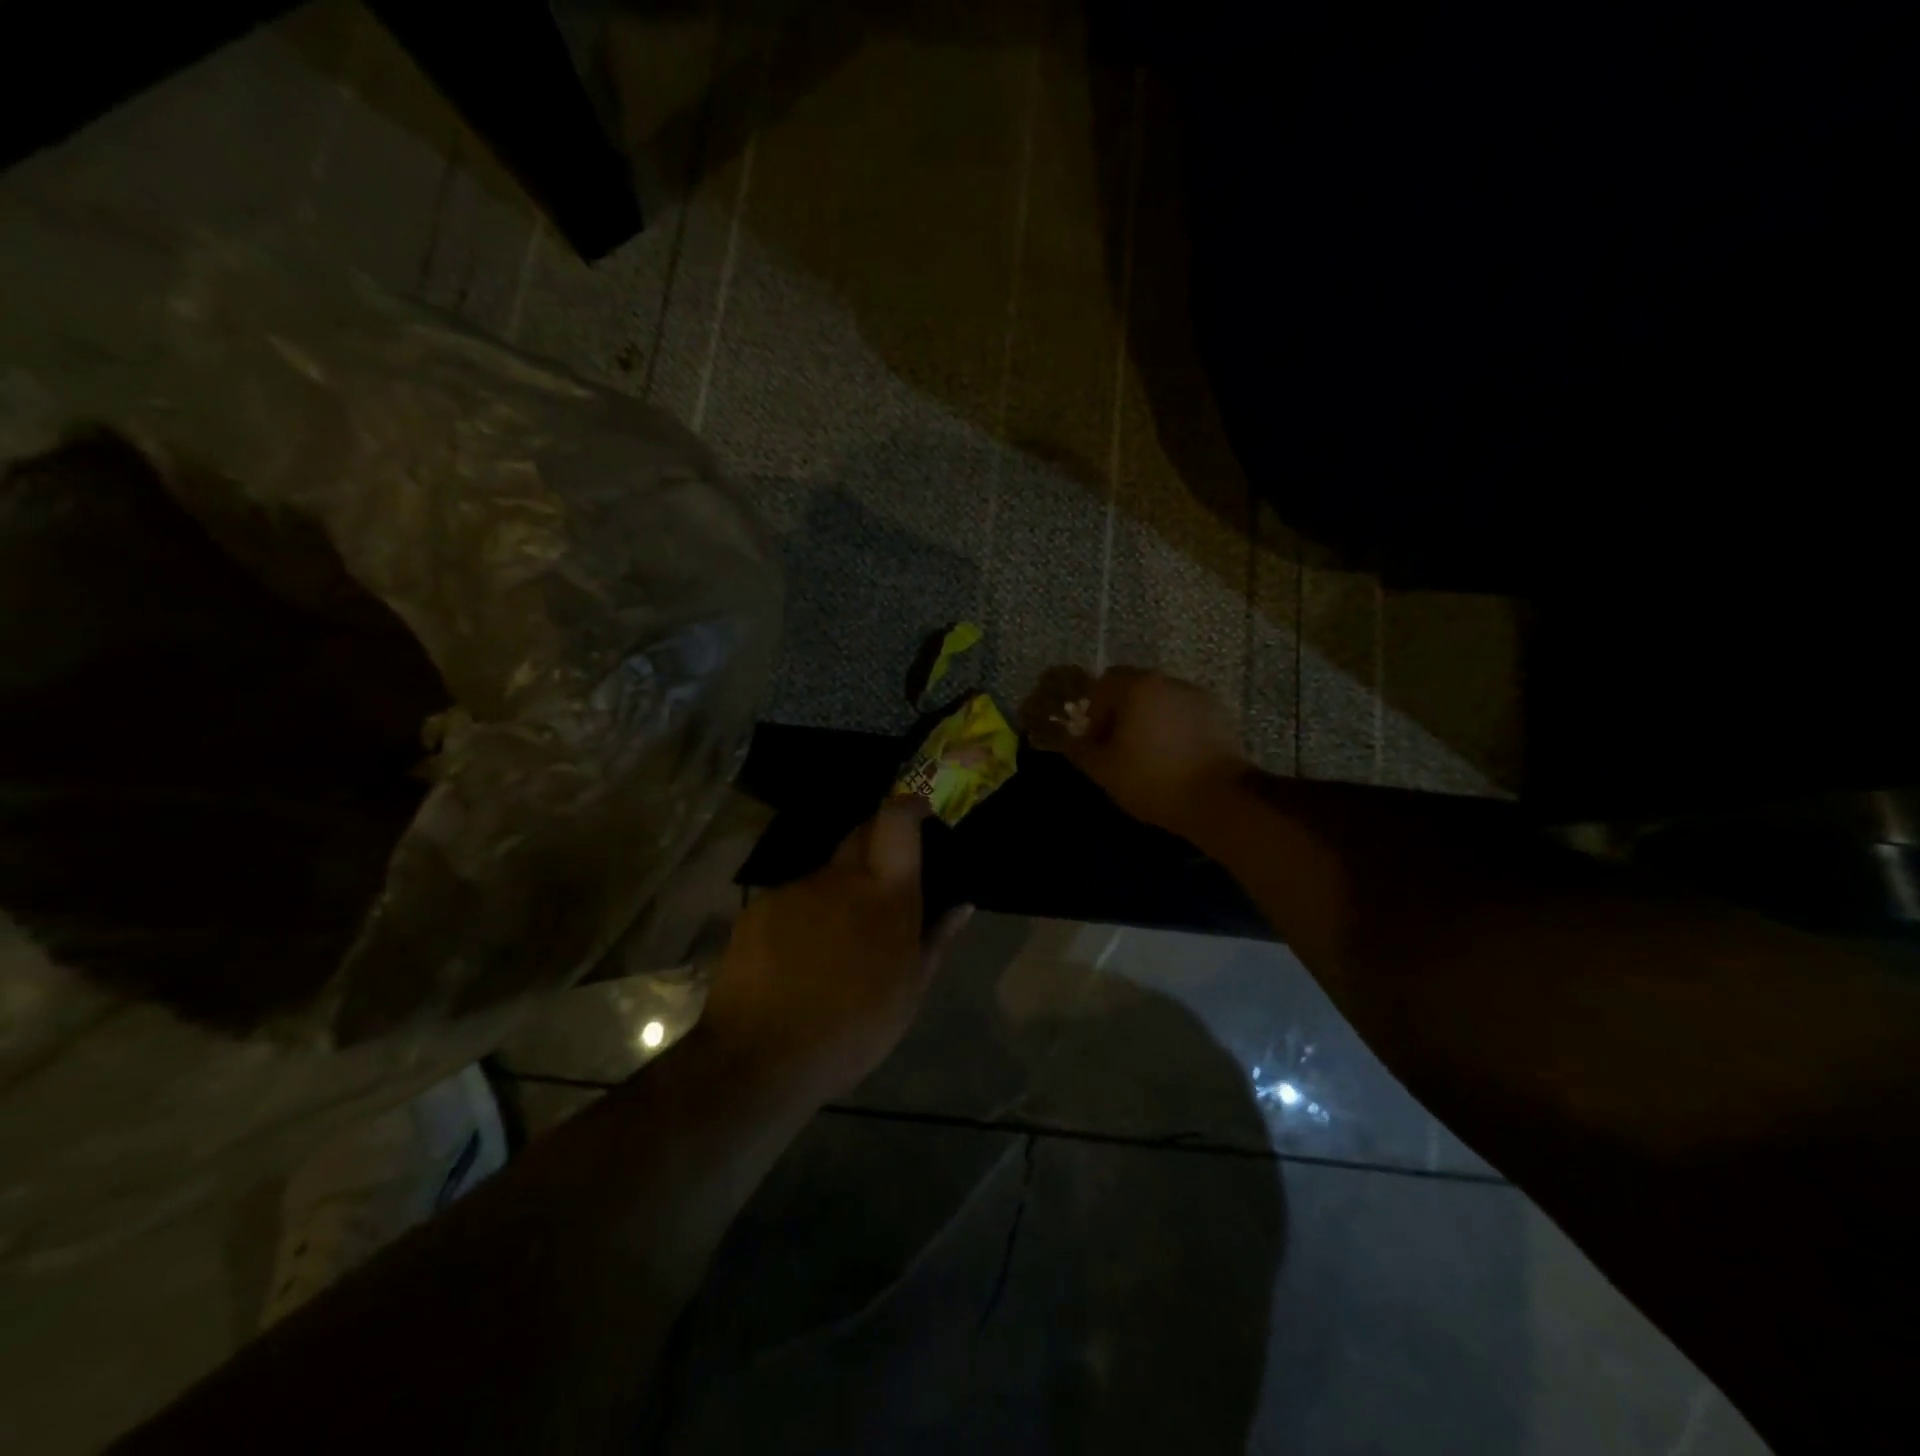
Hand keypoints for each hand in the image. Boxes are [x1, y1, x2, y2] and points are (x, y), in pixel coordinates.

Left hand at [701, 800, 971, 1101]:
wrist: (761, 1057)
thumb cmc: (853, 1029)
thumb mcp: (909, 991)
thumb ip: (936, 938)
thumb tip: (961, 904)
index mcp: (886, 894)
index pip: (897, 821)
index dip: (908, 808)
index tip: (918, 812)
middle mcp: (840, 878)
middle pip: (860, 834)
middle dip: (875, 845)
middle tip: (882, 885)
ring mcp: (796, 890)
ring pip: (826, 875)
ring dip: (838, 893)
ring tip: (836, 944)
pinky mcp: (760, 908)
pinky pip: (793, 900)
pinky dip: (804, 917)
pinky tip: (798, 960)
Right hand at [1066, 668, 1248, 837]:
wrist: (1219, 799)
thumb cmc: (1152, 779)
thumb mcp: (1103, 769)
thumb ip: (1080, 749)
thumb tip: (1070, 740)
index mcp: (1138, 687)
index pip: (1104, 683)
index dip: (1094, 711)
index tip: (1096, 741)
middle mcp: (1169, 682)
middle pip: (1135, 689)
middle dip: (1121, 714)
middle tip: (1118, 748)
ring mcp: (1198, 697)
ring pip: (1161, 702)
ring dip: (1149, 721)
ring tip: (1147, 756)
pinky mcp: (1220, 716)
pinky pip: (1184, 716)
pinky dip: (1174, 730)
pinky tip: (1174, 759)